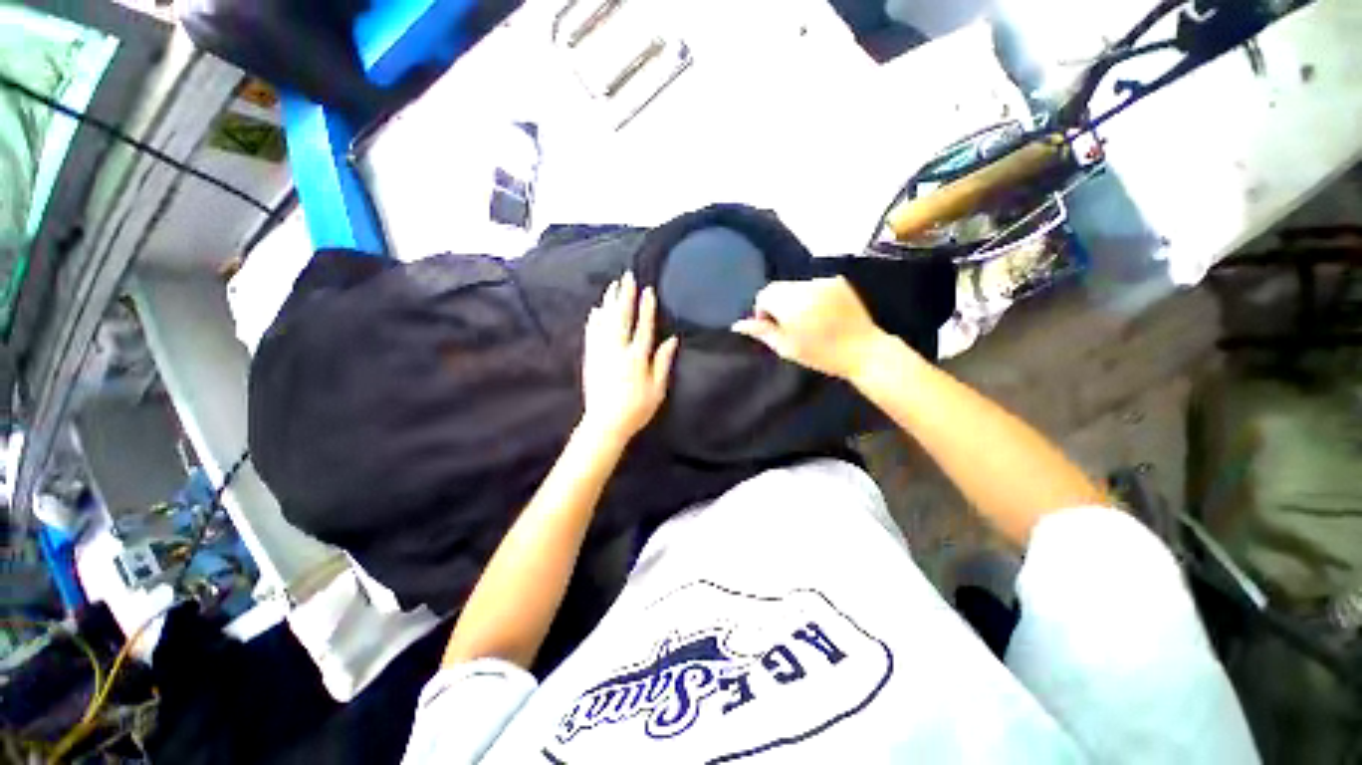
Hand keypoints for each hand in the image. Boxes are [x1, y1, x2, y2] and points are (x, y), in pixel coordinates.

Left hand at [580, 272, 678, 445]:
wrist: (605, 424)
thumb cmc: (636, 408)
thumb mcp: (658, 389)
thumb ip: (663, 362)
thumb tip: (672, 340)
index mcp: (637, 357)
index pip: (644, 326)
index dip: (646, 307)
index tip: (648, 290)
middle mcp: (618, 350)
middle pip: (622, 317)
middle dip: (625, 295)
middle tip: (627, 276)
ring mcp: (601, 353)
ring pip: (605, 321)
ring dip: (609, 302)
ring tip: (612, 286)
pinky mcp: (590, 358)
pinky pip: (592, 334)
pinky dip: (594, 320)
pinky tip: (596, 310)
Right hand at [731, 277, 890, 380]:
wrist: (863, 350)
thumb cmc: (822, 355)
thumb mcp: (787, 348)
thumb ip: (762, 332)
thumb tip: (738, 325)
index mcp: (792, 304)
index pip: (765, 295)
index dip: (763, 311)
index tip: (772, 327)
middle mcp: (807, 287)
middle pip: (779, 288)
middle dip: (777, 303)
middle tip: (788, 325)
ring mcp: (824, 282)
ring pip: (795, 286)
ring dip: (793, 299)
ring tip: (806, 320)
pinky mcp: (838, 281)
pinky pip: (813, 285)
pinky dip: (810, 296)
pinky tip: (821, 312)